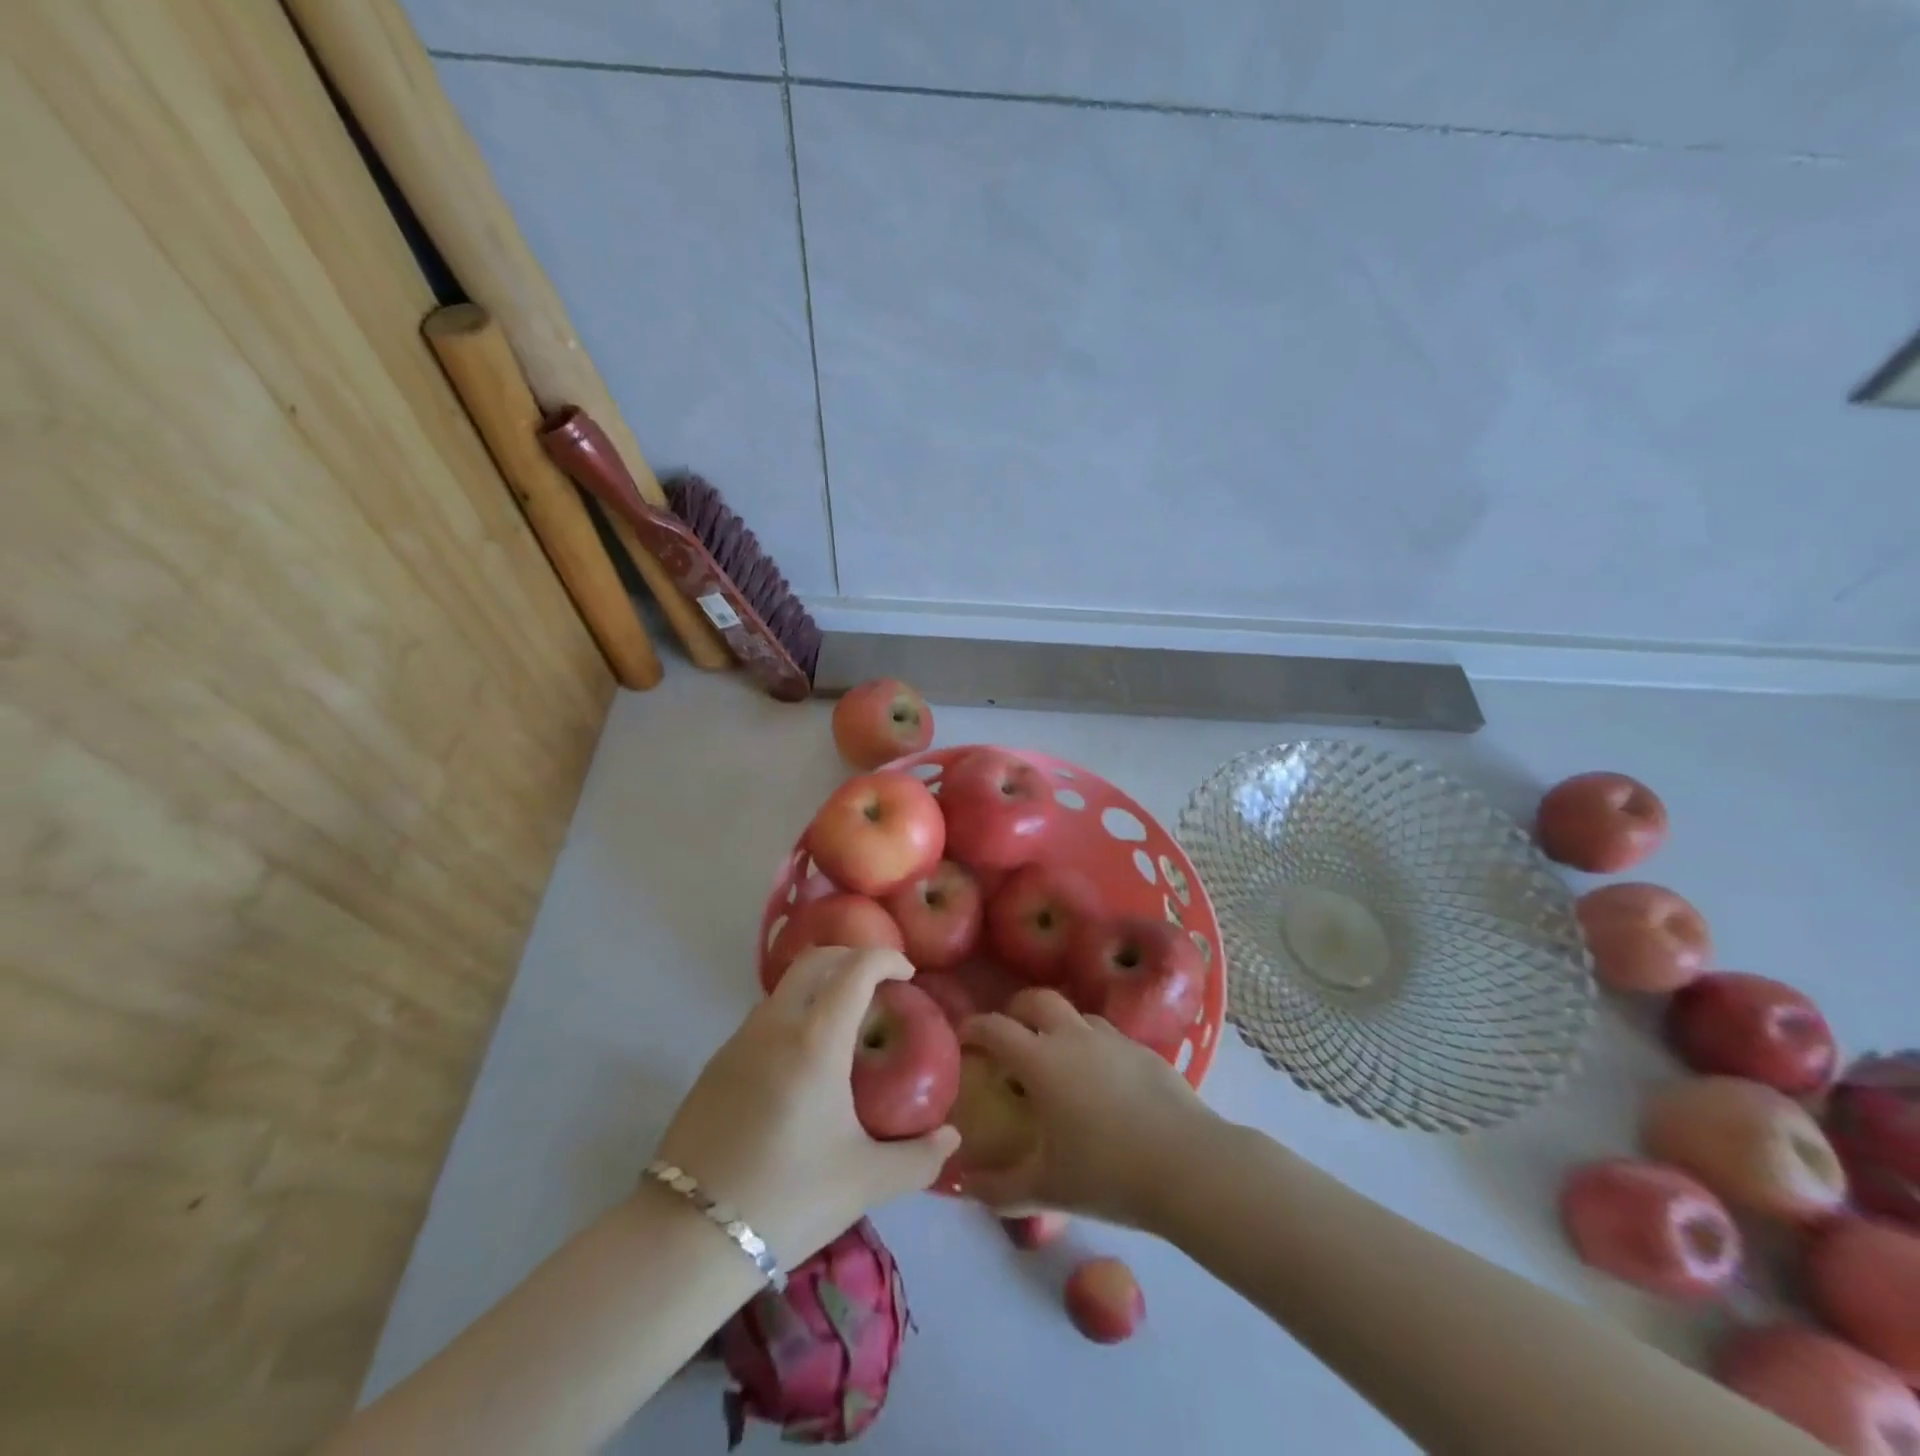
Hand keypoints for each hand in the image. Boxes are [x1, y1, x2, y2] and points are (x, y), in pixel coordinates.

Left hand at [650, 947, 958, 1267]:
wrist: (685, 1239)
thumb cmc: (787, 1200)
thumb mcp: (864, 1182)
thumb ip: (918, 1158)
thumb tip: (951, 1139)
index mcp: (815, 1039)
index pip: (856, 968)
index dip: (886, 958)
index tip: (908, 973)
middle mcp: (775, 1025)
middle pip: (816, 961)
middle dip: (852, 959)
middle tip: (879, 986)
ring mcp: (739, 1041)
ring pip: (786, 988)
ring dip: (820, 987)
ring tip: (844, 1028)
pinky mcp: (715, 1064)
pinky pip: (764, 1018)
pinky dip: (793, 1015)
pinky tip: (803, 1065)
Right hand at [959, 988, 1217, 1226]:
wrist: (1188, 1166)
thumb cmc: (1107, 1174)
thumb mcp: (1045, 1189)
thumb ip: (997, 1188)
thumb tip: (961, 1186)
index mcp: (1041, 1061)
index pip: (995, 1027)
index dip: (973, 1027)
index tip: (963, 1037)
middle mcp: (1073, 1037)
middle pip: (1036, 999)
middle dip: (1016, 1010)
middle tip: (1010, 1034)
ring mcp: (1113, 1039)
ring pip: (1076, 1014)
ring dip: (1058, 1025)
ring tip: (1057, 1056)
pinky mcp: (1144, 1050)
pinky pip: (1108, 1036)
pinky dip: (1093, 1046)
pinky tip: (1102, 1080)